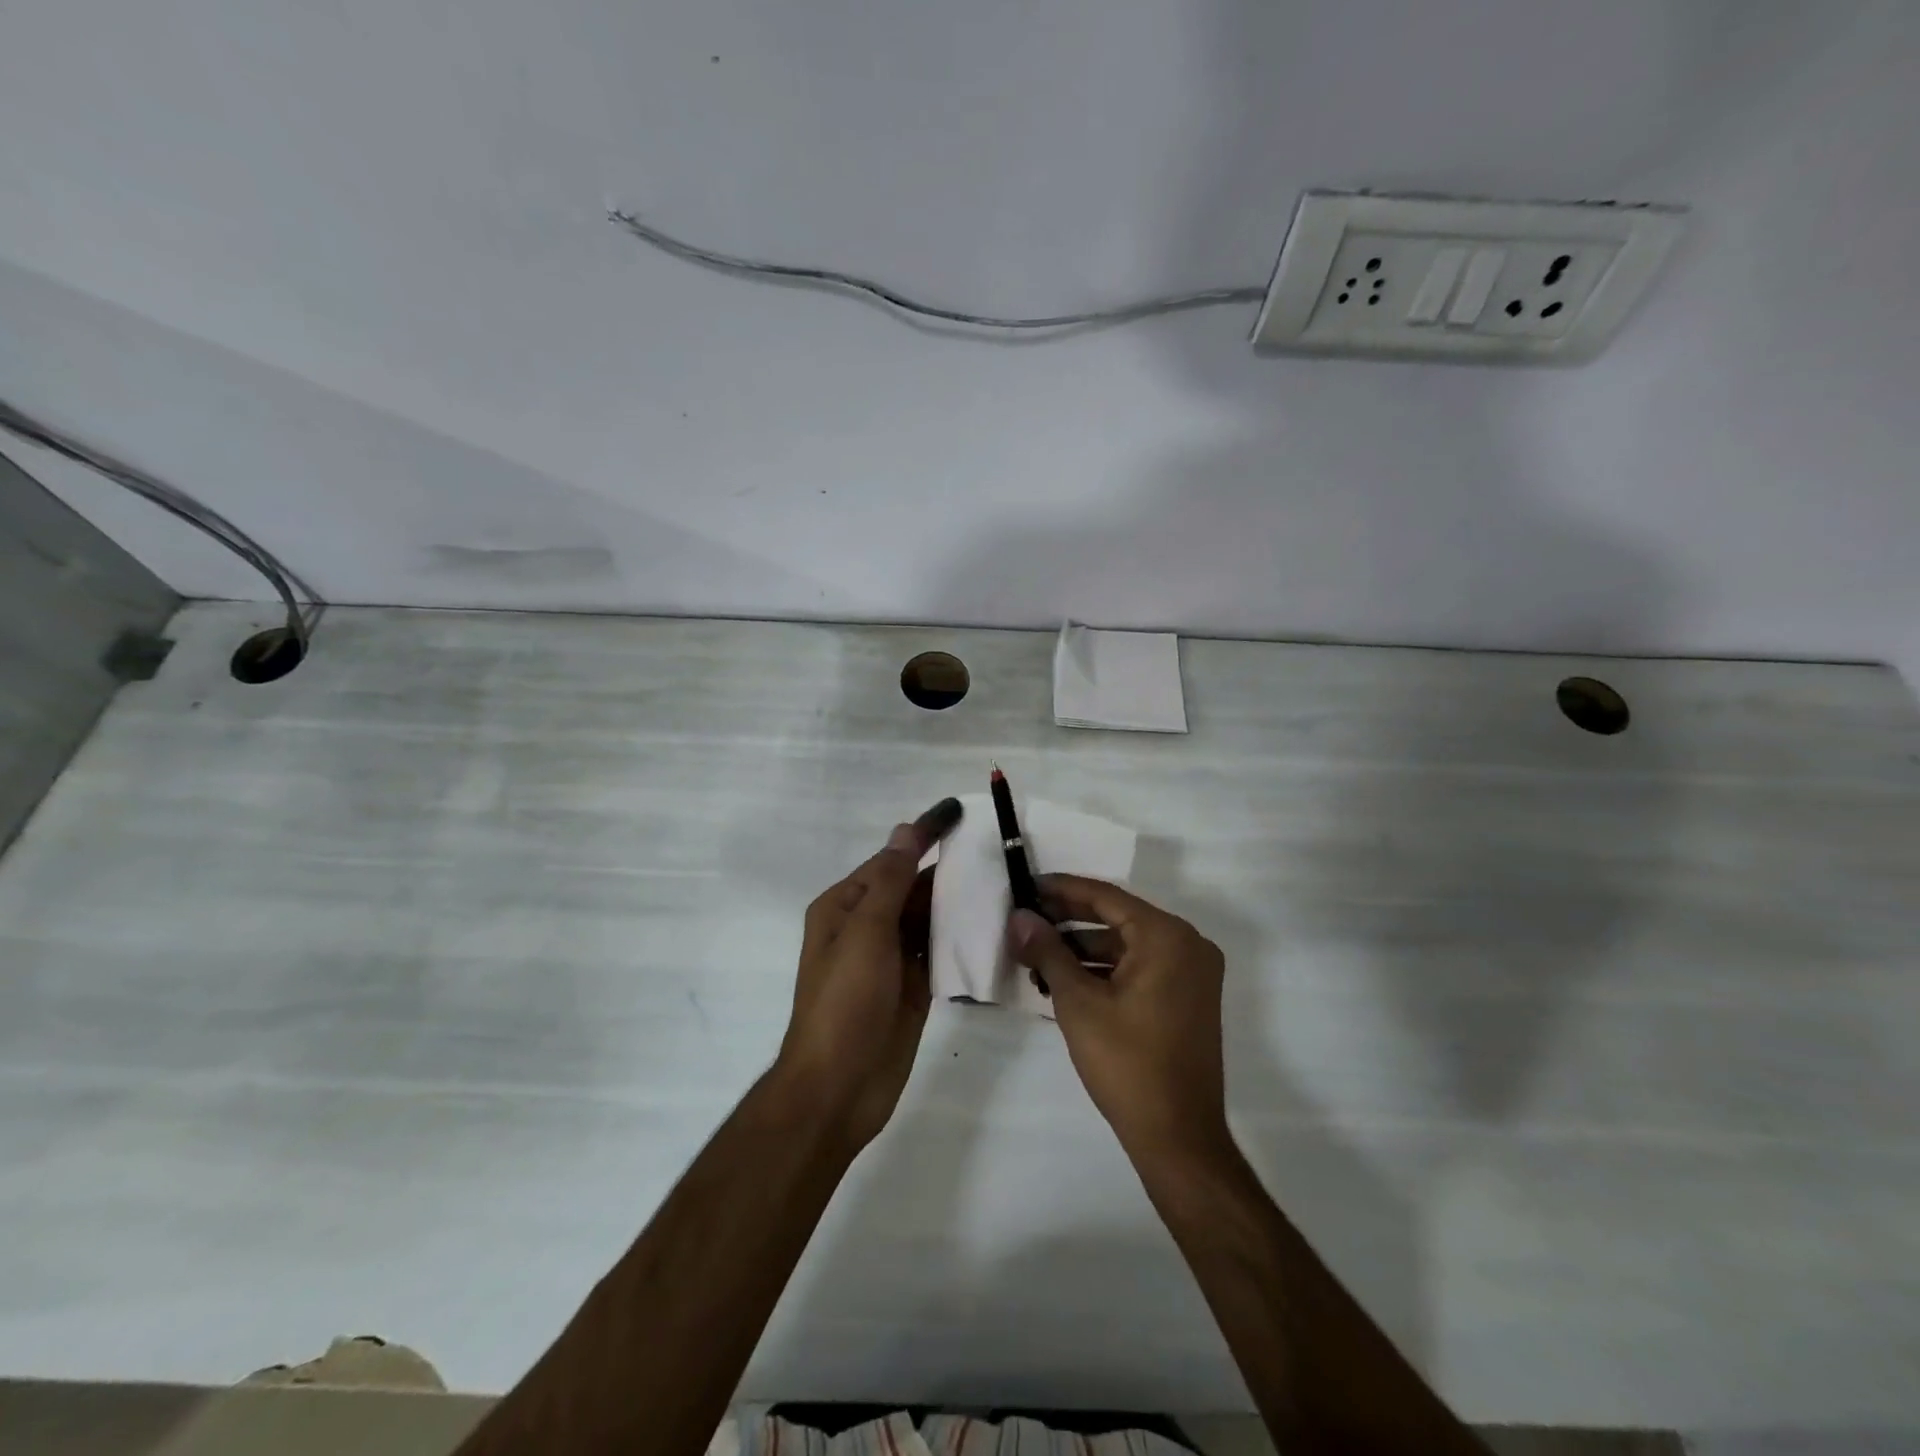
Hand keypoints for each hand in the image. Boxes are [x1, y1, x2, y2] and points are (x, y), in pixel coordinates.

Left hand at [774, 797, 963, 1150]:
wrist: (839, 1087)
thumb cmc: (845, 1001)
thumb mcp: (865, 932)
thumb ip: (890, 880)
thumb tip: (906, 830)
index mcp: (845, 907)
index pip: (891, 859)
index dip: (924, 836)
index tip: (959, 813)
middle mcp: (866, 927)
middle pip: (911, 887)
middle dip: (946, 869)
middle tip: (995, 850)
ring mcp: (890, 959)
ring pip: (927, 919)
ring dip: (956, 902)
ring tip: (1002, 881)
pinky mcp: (912, 988)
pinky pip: (937, 952)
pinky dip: (959, 938)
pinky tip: (989, 925)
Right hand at [1009, 875, 1229, 1162]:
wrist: (1179, 1137)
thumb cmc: (1126, 1063)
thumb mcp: (1078, 1002)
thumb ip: (1048, 951)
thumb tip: (1019, 917)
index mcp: (1167, 936)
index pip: (1106, 897)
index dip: (1062, 889)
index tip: (1027, 885)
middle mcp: (1188, 945)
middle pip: (1118, 918)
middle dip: (1069, 921)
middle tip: (1026, 920)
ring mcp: (1193, 973)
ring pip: (1128, 945)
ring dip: (1083, 949)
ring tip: (1038, 955)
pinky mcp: (1189, 998)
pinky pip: (1141, 967)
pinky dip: (1106, 970)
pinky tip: (1067, 980)